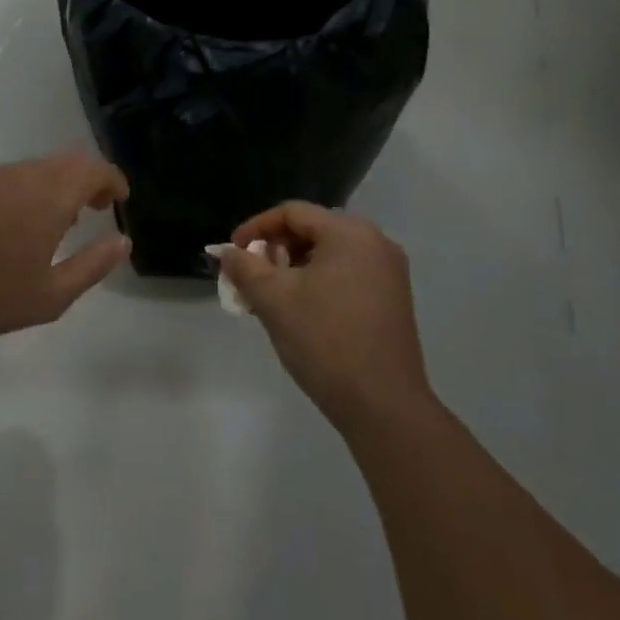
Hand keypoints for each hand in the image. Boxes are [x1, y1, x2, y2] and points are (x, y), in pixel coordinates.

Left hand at [0, 153, 130, 342]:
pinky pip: (6, 177)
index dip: (112, 179)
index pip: (94, 169)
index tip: (120, 199)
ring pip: (34, 168)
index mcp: (50, 195)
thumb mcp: (51, 295)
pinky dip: (24, 189)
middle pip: (66, 162)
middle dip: (87, 179)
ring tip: (55, 219)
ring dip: (54, 184)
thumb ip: (93, 265)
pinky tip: (12, 221)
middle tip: (95, 207)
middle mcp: (22, 174)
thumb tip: (123, 241)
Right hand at [218, 202, 432, 428]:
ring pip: (329, 254)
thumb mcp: (274, 300)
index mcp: (350, 232)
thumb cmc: (325, 342)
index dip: (256, 228)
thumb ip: (244, 267)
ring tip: (271, 296)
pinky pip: (347, 273)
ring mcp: (389, 271)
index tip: (232, 253)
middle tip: (250, 277)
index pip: (292, 213)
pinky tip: (301, 309)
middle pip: (313, 230)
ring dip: (295, 268)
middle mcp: (375, 242)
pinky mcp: (394, 298)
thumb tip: (226, 252)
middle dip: (275, 249)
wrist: (384, 407)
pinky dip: (319, 282)